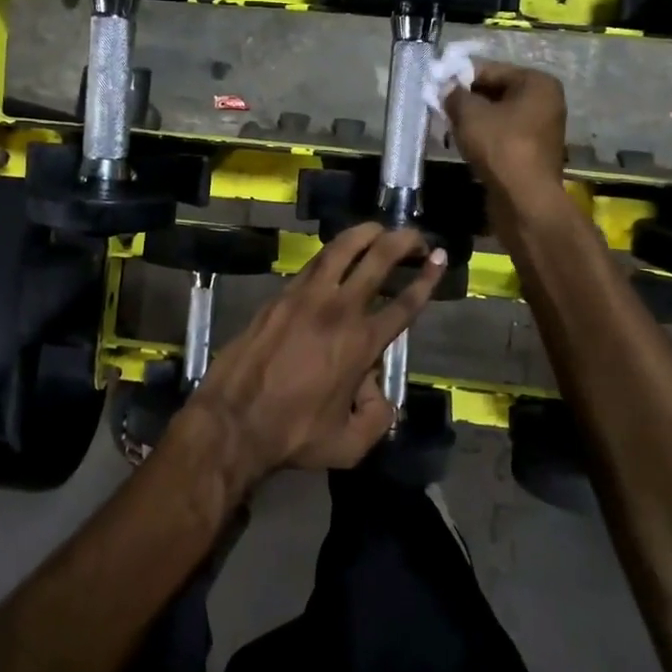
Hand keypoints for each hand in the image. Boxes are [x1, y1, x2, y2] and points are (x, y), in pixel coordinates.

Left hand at [186, 224, 445, 483]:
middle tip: (416, 235)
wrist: (231, 420)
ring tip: (379, 227)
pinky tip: (337, 252)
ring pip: (341, 250)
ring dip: (365, 233)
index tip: (440, 258)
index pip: (404, 303)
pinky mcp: (279, 296)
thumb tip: (378, 391)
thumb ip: (377, 417)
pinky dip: (332, 252)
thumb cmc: (292, 434)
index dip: (427, 278)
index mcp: (361, 344)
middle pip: (378, 260)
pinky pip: (312, 263)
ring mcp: (305, 297)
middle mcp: (338, 310)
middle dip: (402, 241)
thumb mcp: (349, 444)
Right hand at [444, 61, 568, 228]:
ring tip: (448, 127)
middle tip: (439, 107)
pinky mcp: (533, 152)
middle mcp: (545, 101)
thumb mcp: (470, 114)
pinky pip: (503, 135)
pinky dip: (483, 137)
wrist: (524, 199)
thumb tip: (446, 89)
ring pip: (498, 115)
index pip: (490, 70)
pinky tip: (463, 144)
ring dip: (473, 120)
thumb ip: (455, 95)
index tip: (436, 86)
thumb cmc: (500, 146)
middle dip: (466, 99)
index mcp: (537, 83)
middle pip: (496, 92)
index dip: (460, 77)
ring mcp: (542, 128)